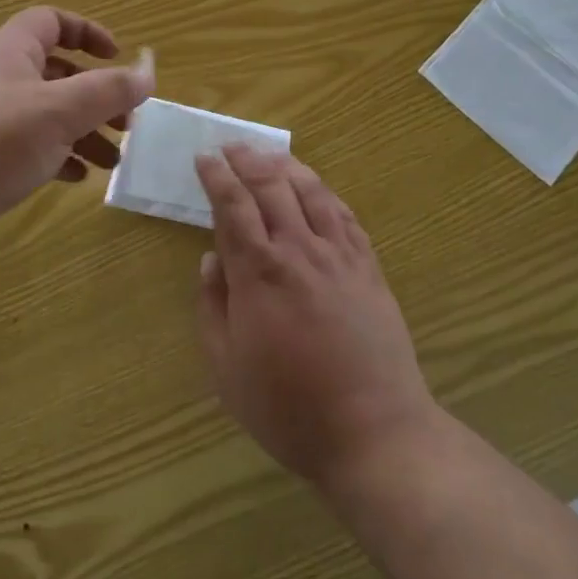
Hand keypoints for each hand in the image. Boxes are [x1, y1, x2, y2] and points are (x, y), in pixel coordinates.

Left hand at [0, 7, 153, 262]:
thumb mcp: (61, 111)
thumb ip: (109, 91)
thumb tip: (148, 74)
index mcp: (11, 52)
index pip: (51, 21)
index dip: (87, 32)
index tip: (117, 58)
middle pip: (56, 73)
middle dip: (96, 95)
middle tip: (126, 122)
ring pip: (47, 113)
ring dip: (83, 131)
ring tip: (113, 159)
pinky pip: (29, 145)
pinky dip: (58, 154)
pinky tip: (77, 177)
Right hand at [195, 146, 437, 488]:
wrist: (373, 432)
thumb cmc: (288, 408)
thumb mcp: (227, 369)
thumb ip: (213, 306)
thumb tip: (210, 259)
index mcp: (258, 273)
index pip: (232, 206)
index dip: (216, 177)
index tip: (204, 158)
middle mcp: (299, 251)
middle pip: (271, 186)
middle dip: (247, 160)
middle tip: (231, 146)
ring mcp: (339, 255)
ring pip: (311, 191)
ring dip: (286, 166)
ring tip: (269, 155)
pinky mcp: (368, 267)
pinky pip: (344, 215)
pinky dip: (325, 192)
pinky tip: (316, 188)